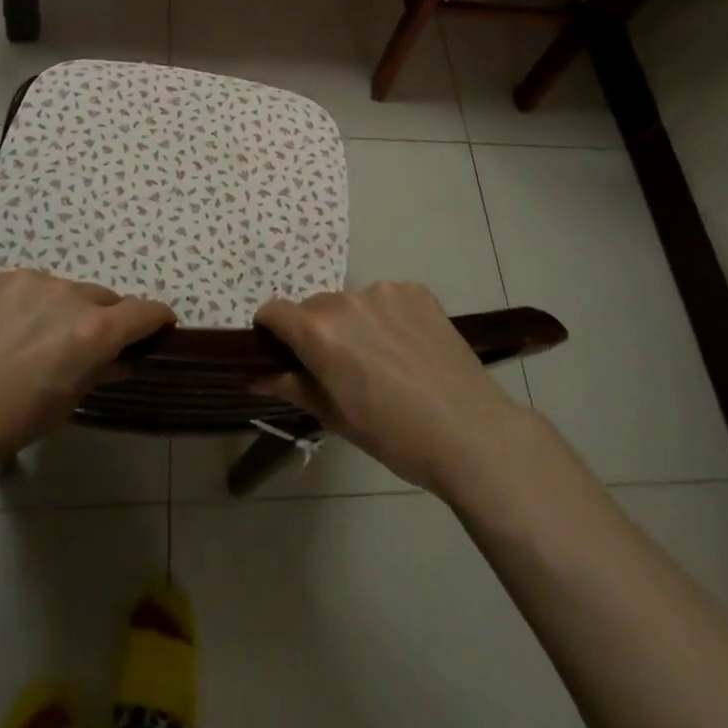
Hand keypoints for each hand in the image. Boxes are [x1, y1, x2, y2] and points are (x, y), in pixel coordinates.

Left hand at [0, 268, 172, 489]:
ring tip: (36, 342)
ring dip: (66, 310)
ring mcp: (30, 280)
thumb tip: (118, 360)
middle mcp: (68, 294)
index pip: (144, 311)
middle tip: (86, 349)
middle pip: (104, 299)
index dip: (157, 319)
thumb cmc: (1, 424)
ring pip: (66, 291)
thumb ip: (97, 373)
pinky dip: (32, 304)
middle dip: (106, 320)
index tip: (159, 328)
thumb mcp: (61, 407)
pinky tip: (5, 332)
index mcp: (92, 331)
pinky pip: (30, 287)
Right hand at [255, 283, 530, 497]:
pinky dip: (388, 317)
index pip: (273, 311)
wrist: (471, 433)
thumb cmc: (395, 436)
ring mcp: (384, 291)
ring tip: (384, 360)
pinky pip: (387, 299)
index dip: (271, 331)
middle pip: (314, 307)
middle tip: (341, 368)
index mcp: (319, 333)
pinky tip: (409, 348)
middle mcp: (346, 301)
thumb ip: (292, 386)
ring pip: (352, 303)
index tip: (283, 353)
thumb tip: (256, 375)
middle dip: (317, 331)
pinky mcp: (416, 290)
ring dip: (354, 323)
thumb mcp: (335, 418)